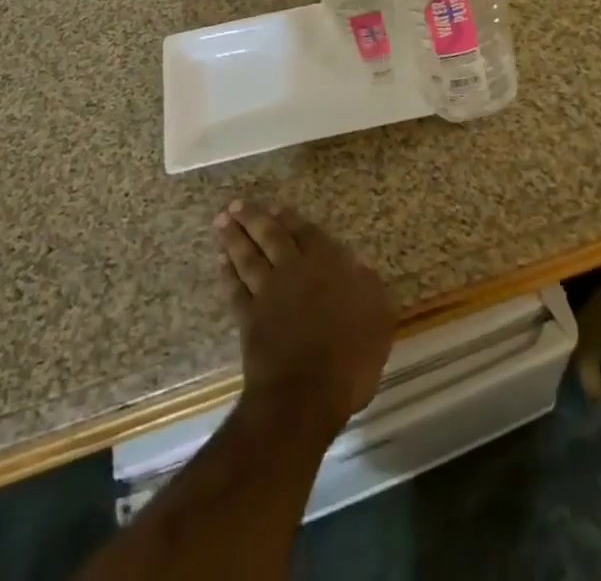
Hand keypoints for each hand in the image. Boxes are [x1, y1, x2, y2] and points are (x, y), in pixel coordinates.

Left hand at [215, 201, 394, 439]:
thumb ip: (369, 287)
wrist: (304, 395)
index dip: (291, 219)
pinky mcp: (249, 319)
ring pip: (248, 257)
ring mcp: (267, 294)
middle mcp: (293, 270)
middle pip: (270, 237)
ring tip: (223, 221)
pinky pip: (235, 289)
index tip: (277, 207)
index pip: (306, 233)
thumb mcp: (378, 318)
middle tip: (236, 205)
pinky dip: (228, 274)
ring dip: (234, 238)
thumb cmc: (349, 356)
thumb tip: (359, 265)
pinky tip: (222, 263)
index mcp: (326, 265)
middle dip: (253, 219)